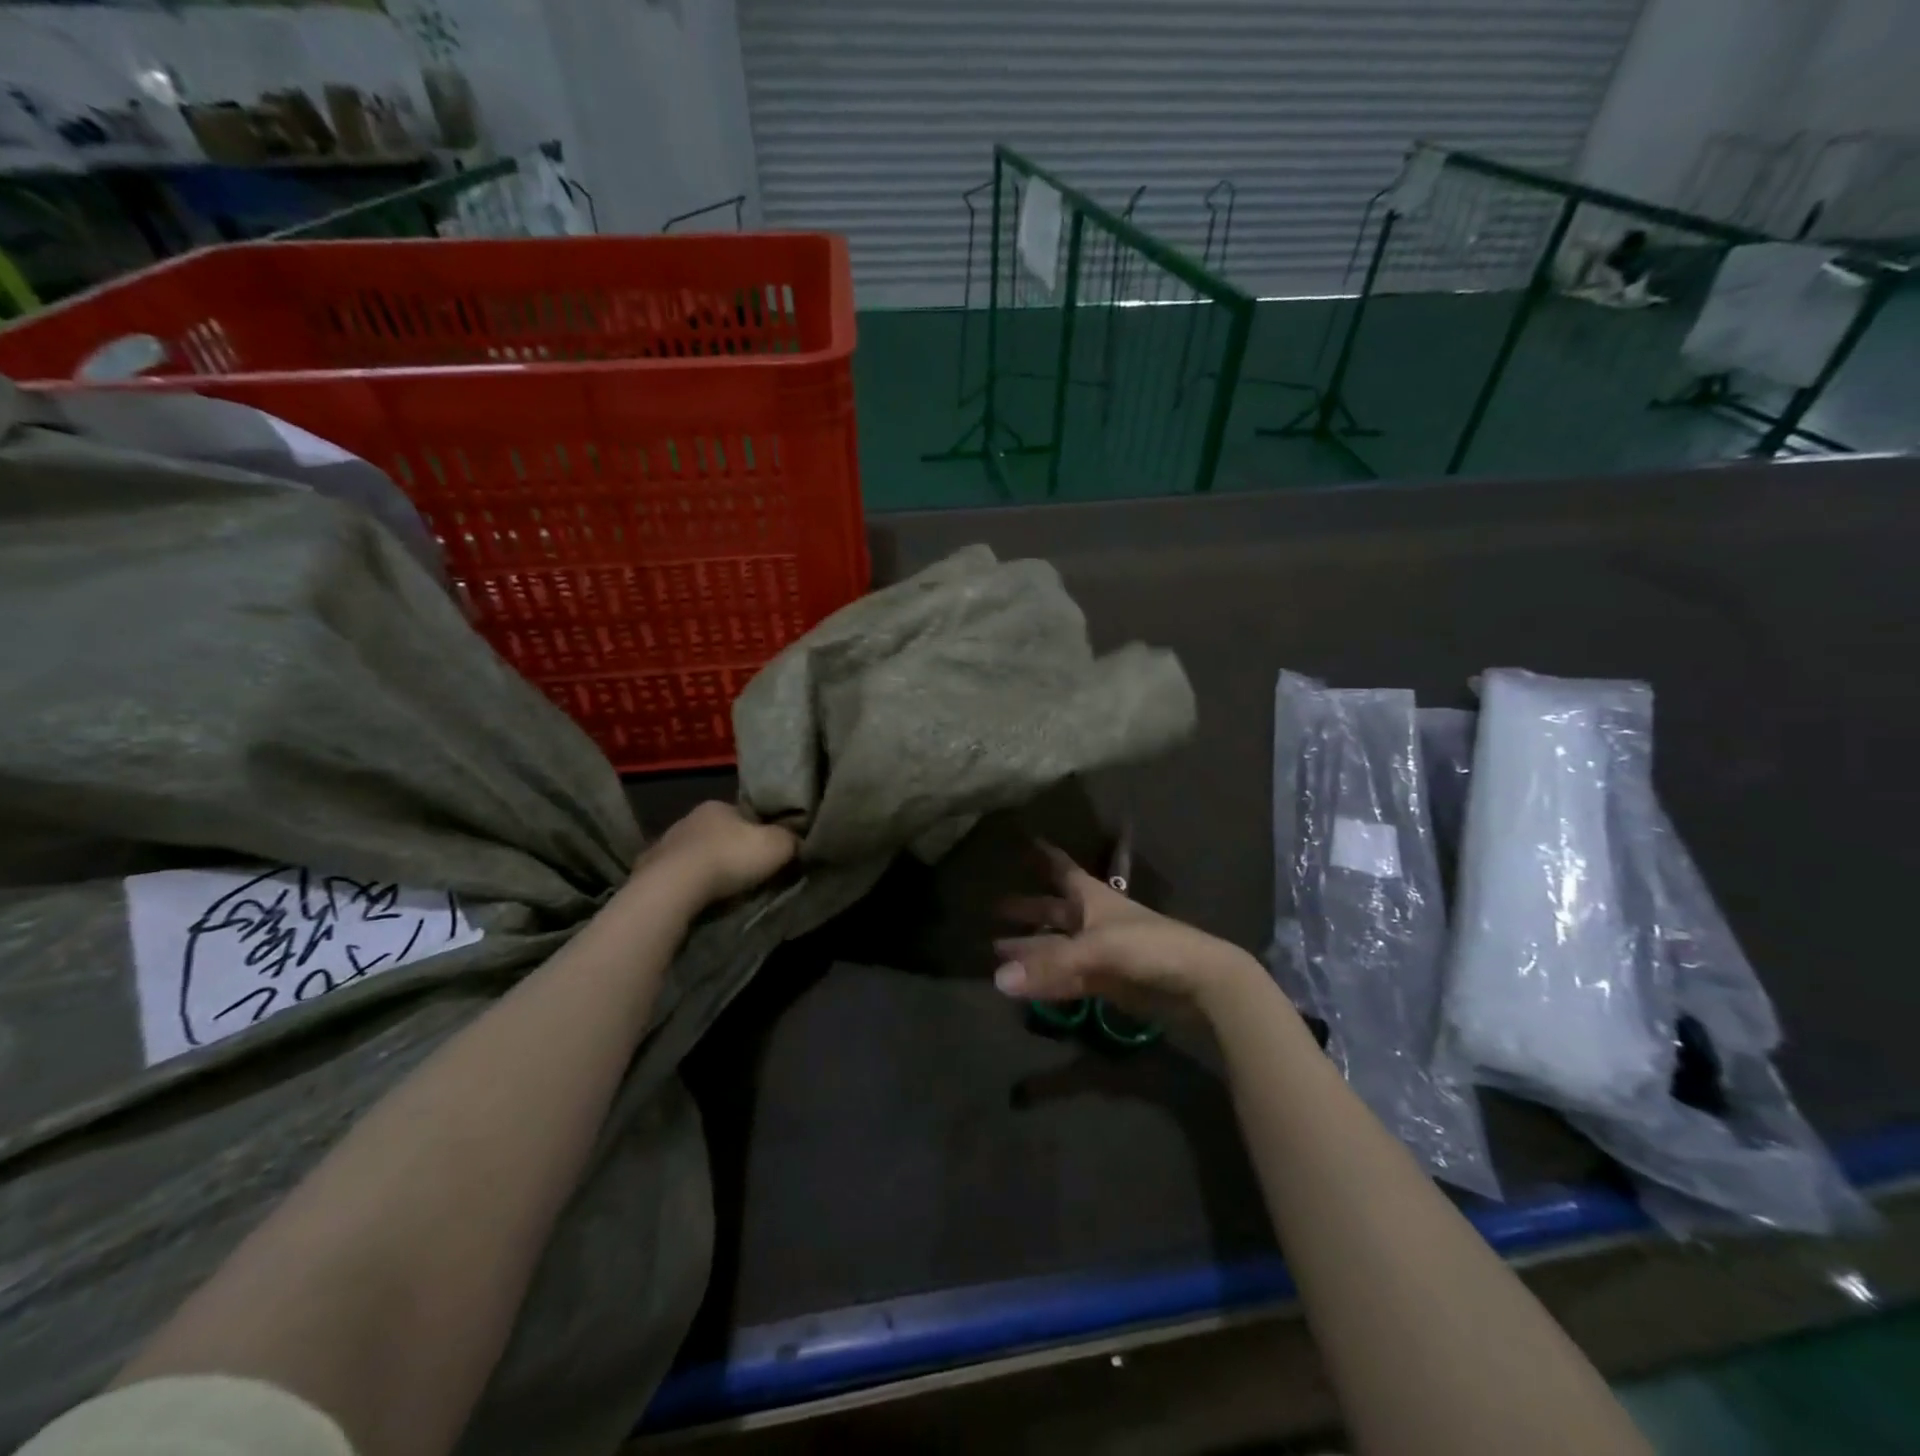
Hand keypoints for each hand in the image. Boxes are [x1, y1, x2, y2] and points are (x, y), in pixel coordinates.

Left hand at [635, 802, 797, 906]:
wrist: (674, 888)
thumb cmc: (730, 858)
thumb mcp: (778, 845)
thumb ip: (791, 839)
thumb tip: (799, 841)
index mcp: (717, 806)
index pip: (745, 816)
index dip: (761, 833)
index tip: (770, 854)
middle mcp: (688, 819)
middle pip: (720, 835)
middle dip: (733, 852)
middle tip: (749, 876)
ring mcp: (664, 845)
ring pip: (696, 856)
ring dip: (708, 870)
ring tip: (723, 893)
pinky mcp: (648, 872)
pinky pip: (676, 877)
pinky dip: (688, 886)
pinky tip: (697, 900)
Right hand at [994, 843, 1264, 1016]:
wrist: (1198, 983)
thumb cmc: (1149, 946)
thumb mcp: (1099, 949)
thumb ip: (1050, 964)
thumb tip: (999, 979)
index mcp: (1094, 897)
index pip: (1063, 869)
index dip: (1045, 855)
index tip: (1024, 840)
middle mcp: (1094, 920)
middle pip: (1055, 910)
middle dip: (1027, 908)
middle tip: (994, 907)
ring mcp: (1101, 951)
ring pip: (1058, 946)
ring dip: (1031, 947)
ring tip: (997, 950)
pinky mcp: (1107, 981)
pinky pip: (1067, 976)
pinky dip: (1046, 979)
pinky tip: (1023, 985)